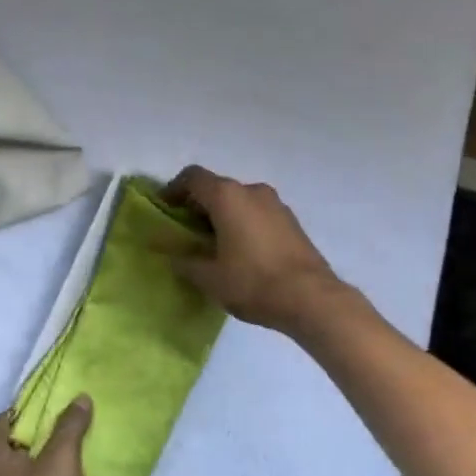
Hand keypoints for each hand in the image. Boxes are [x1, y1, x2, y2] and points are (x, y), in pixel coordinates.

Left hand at [0, 398, 93, 475]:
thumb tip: (80, 398)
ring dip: (53, 460)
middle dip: (44, 433)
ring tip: (82, 443)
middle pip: (18, 446)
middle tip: (73, 418)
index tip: (57, 400)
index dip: (30, 408)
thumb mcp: (61, 455)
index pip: (4, 420)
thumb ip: (70, 424)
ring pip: (32, 472)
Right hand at [162, 166, 348, 334]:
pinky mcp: (291, 220)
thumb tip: (168, 254)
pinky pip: (257, 213)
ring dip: (222, 215)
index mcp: (227, 196)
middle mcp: (251, 191)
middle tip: (185, 232)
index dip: (173, 189)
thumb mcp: (209, 278)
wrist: (311, 298)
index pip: (193, 177)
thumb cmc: (253, 282)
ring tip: (212, 245)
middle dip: (197, 205)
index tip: (164, 209)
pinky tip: (240, 251)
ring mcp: (276, 204)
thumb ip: (184, 261)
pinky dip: (242, 223)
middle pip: (217, 187)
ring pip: (239, 200)